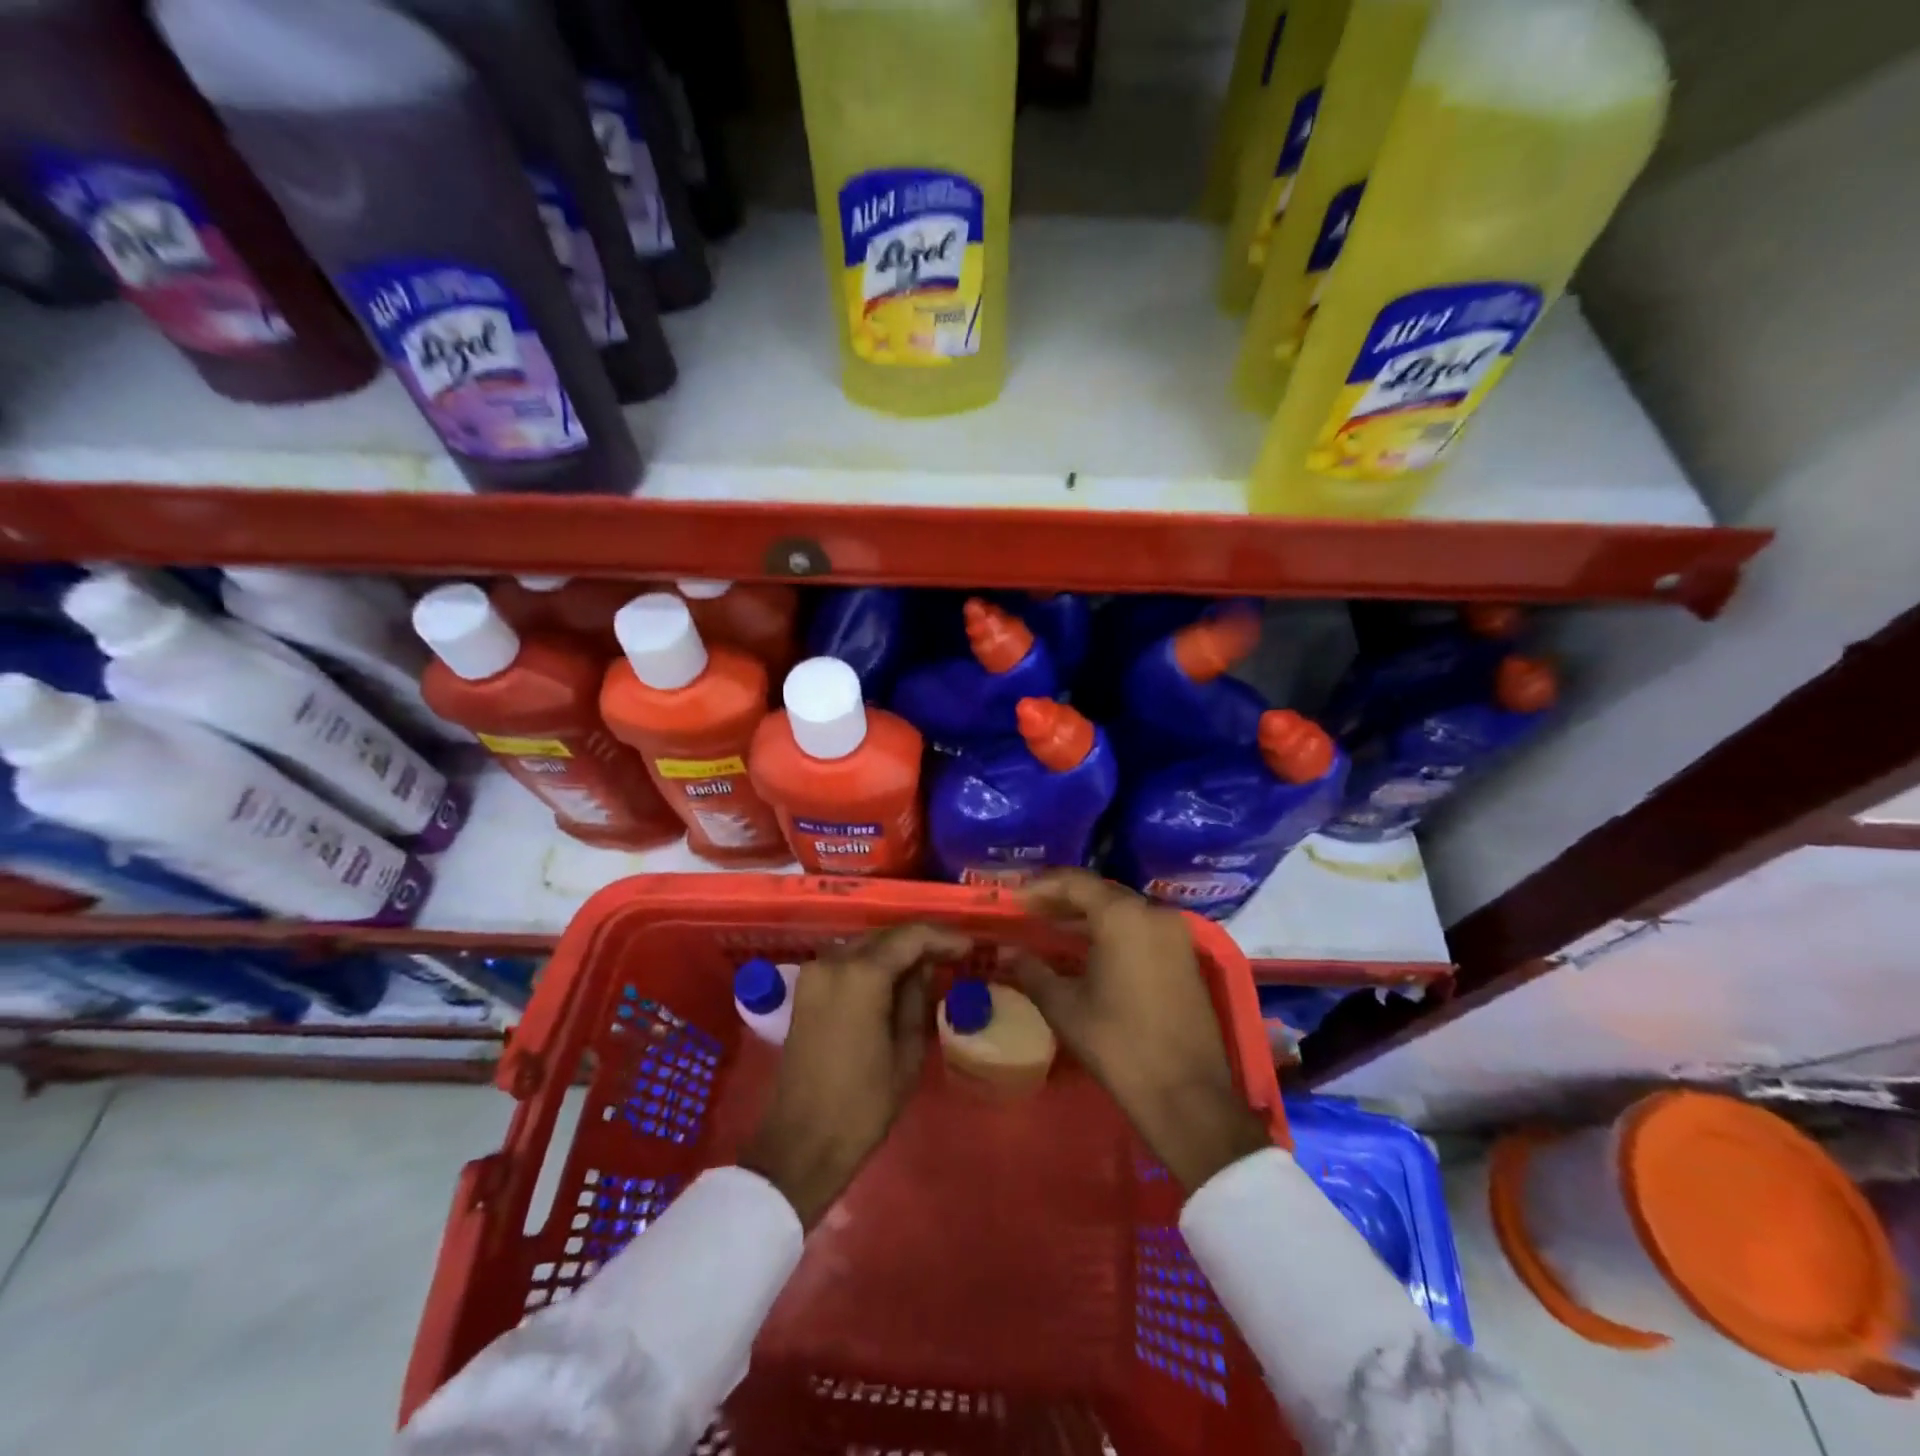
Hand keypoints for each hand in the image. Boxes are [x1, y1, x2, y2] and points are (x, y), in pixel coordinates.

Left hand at [741, 923, 969, 1227]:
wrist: (802, 1142)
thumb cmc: (864, 1103)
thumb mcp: (907, 1050)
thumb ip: (917, 999)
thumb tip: (924, 969)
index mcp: (861, 975)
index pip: (910, 937)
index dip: (943, 938)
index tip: (969, 947)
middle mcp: (833, 962)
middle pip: (885, 936)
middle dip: (920, 941)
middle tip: (952, 955)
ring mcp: (814, 974)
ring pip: (865, 946)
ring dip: (896, 951)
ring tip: (929, 966)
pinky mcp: (806, 990)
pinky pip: (847, 962)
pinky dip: (873, 964)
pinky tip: (895, 979)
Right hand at [1012, 870, 1270, 1192]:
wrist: (1186, 1094)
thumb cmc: (1118, 1043)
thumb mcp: (1065, 1006)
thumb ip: (1032, 971)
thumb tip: (1006, 953)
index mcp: (1123, 915)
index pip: (1075, 882)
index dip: (1040, 887)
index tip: (1014, 900)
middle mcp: (1152, 913)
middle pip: (1100, 891)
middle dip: (1062, 899)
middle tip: (1029, 912)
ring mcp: (1174, 933)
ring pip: (1122, 909)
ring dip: (1086, 915)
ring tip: (1050, 929)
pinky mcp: (1184, 956)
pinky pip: (1140, 927)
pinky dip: (1111, 930)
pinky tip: (1086, 949)